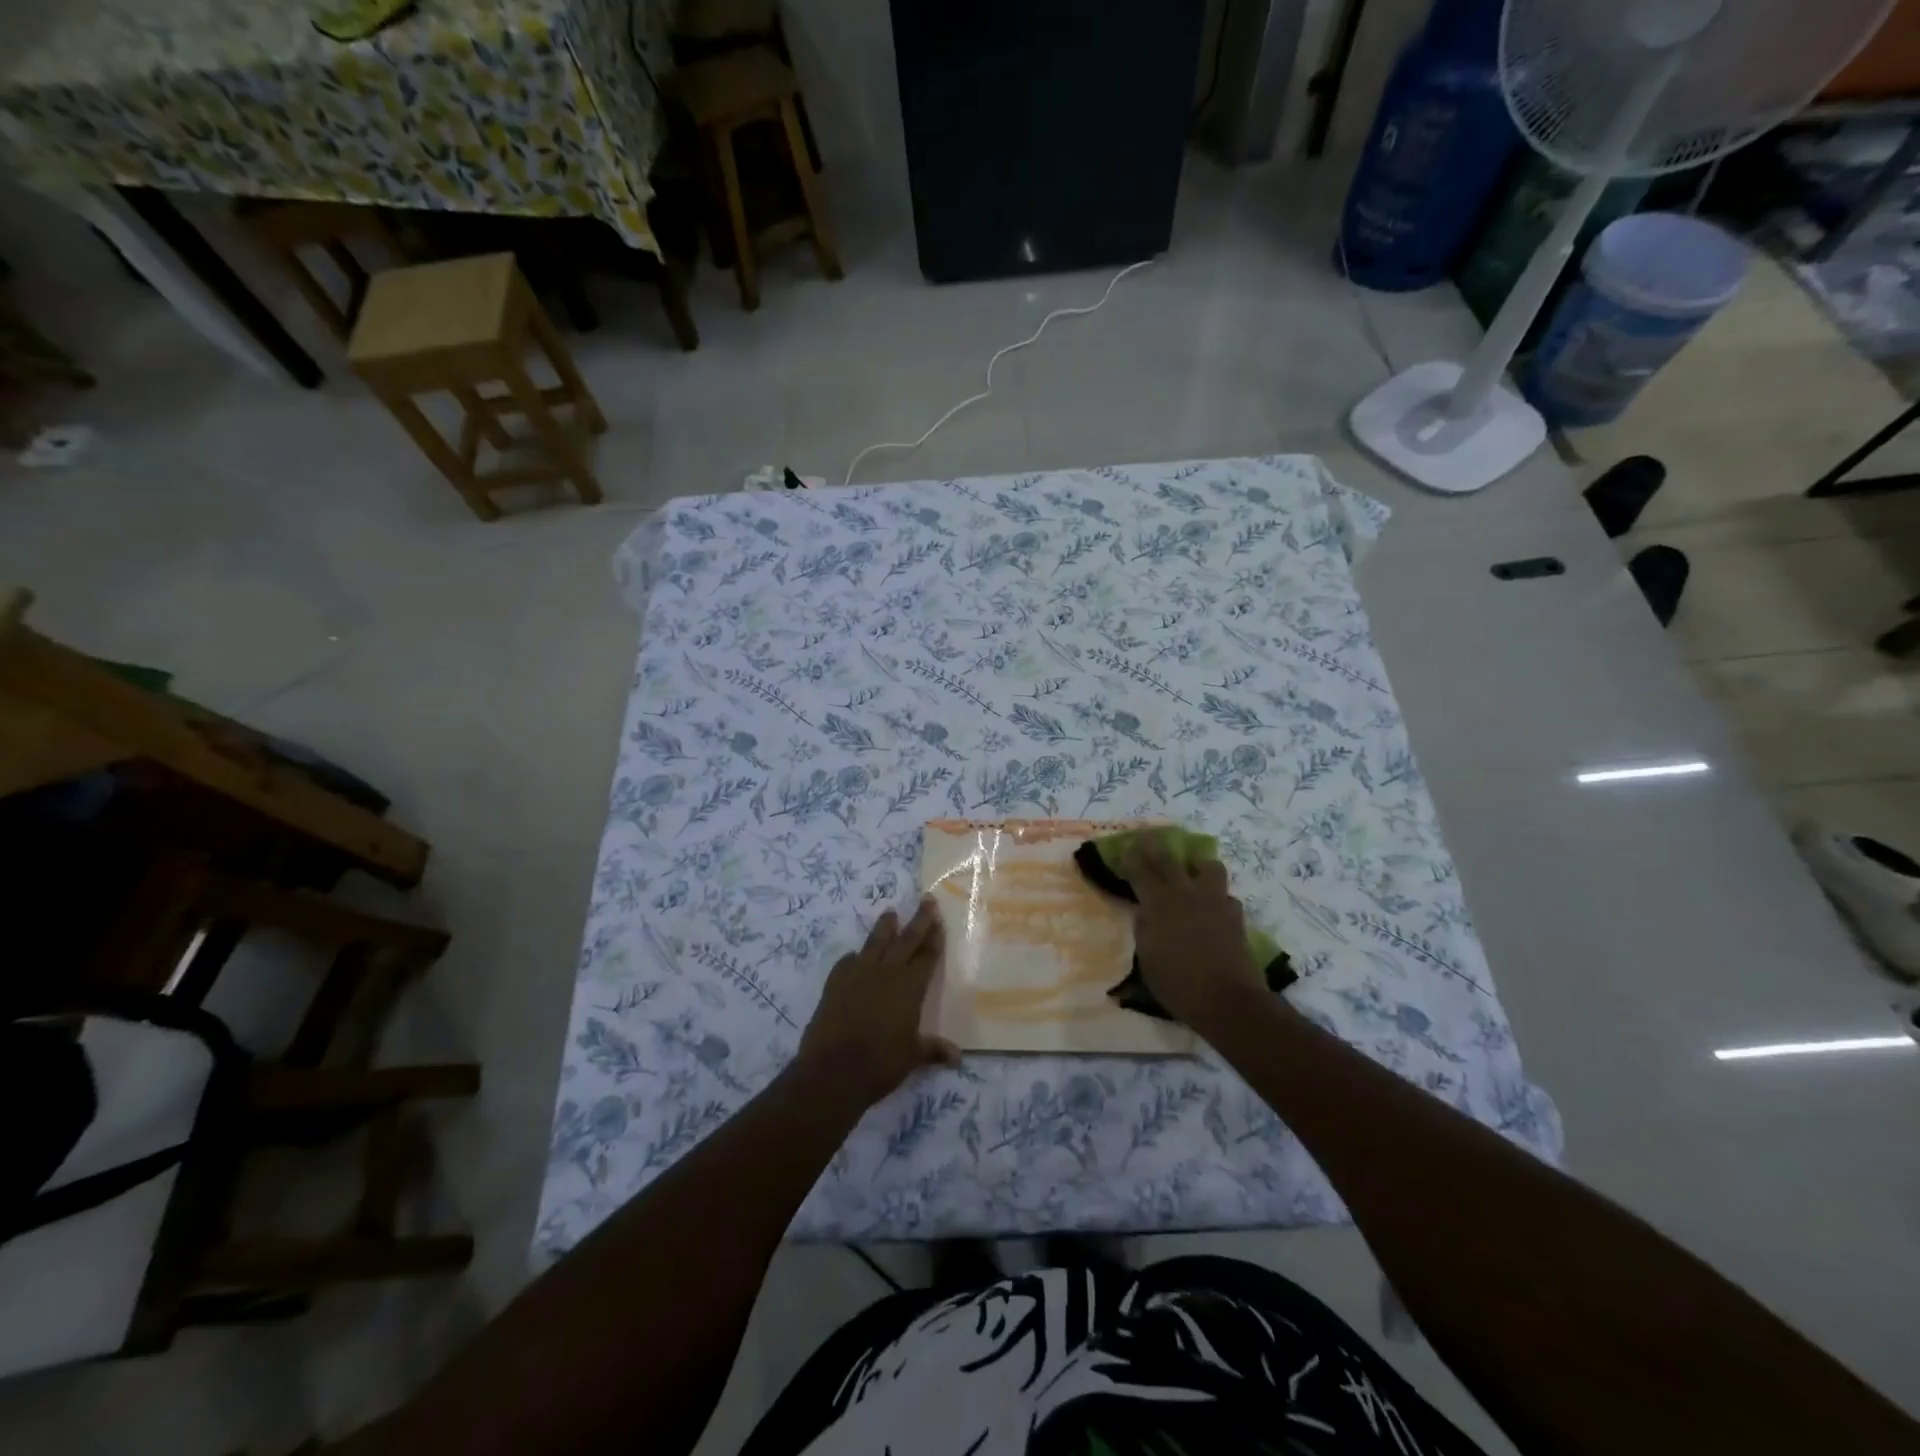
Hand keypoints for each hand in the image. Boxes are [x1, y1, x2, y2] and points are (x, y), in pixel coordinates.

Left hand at [796, 898, 958, 1104]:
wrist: (834, 1070)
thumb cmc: (881, 1063)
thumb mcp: (913, 1057)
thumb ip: (933, 1050)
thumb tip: (957, 1057)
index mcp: (910, 986)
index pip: (926, 955)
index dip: (934, 938)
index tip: (939, 920)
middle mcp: (887, 972)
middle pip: (906, 939)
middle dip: (918, 920)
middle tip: (926, 900)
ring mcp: (858, 974)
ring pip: (875, 942)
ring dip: (884, 927)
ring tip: (890, 913)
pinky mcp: (835, 983)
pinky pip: (848, 962)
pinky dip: (854, 958)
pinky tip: (855, 957)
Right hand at [1127, 833, 1264, 1033]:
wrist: (1227, 999)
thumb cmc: (1177, 983)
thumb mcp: (1147, 959)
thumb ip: (1144, 929)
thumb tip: (1145, 913)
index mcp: (1158, 904)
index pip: (1140, 871)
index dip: (1132, 856)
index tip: (1127, 846)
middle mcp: (1185, 894)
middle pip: (1168, 860)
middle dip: (1156, 847)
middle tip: (1150, 840)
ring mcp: (1213, 901)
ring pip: (1208, 866)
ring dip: (1198, 865)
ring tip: (1193, 872)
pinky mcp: (1235, 914)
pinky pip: (1226, 895)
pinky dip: (1218, 898)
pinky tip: (1214, 910)